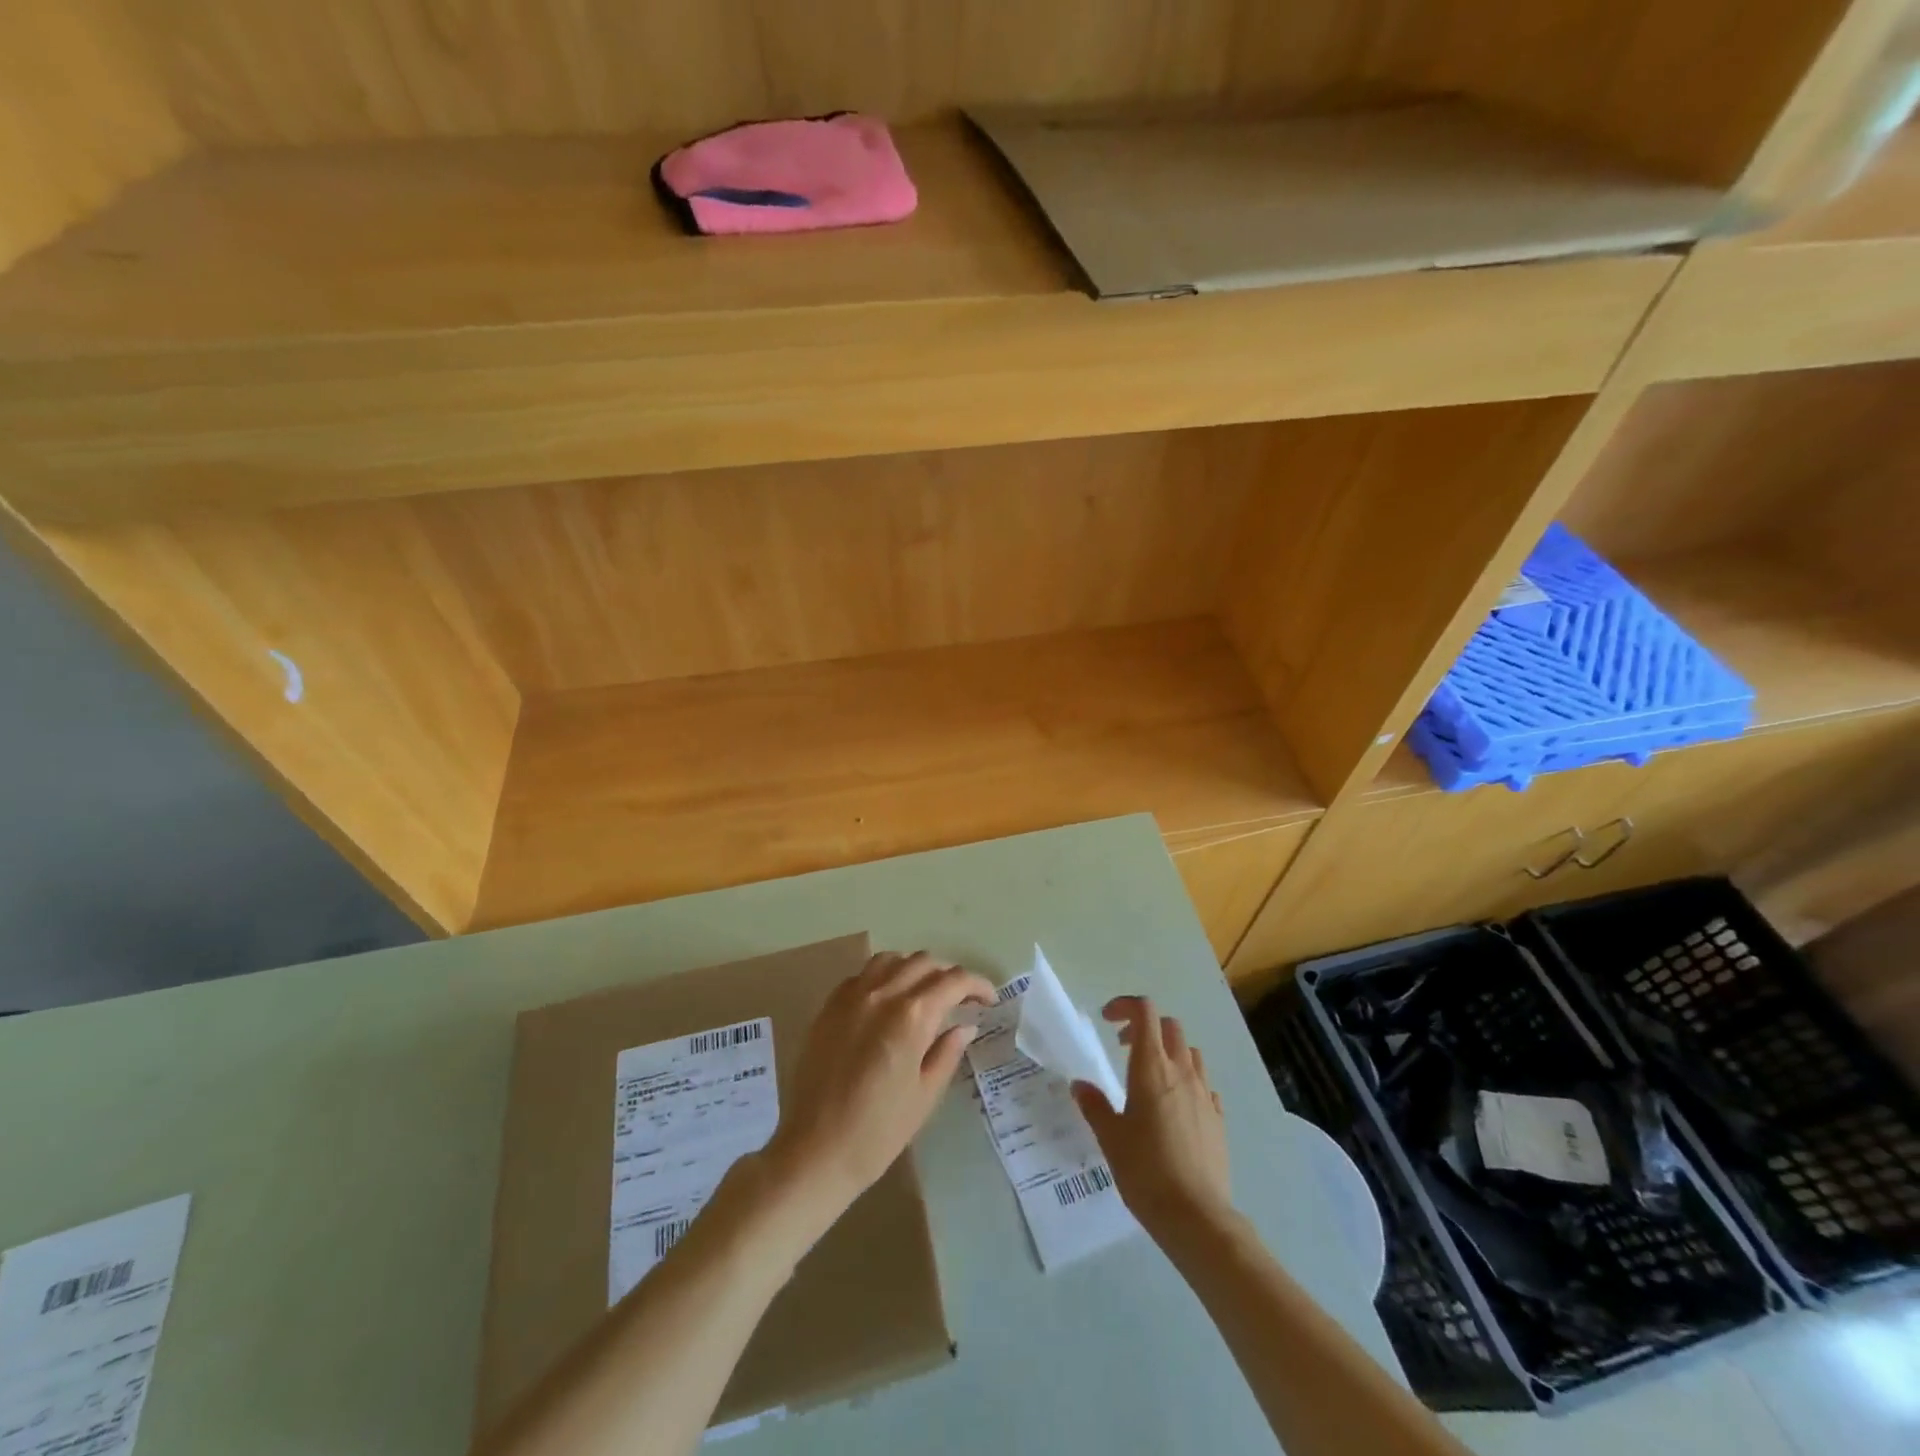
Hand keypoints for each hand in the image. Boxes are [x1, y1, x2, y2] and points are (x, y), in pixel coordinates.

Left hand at [764, 951, 993, 1212]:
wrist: (816, 1150)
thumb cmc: (879, 1131)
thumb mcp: (925, 1095)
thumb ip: (947, 1052)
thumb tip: (965, 1026)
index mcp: (912, 1016)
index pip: (953, 981)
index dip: (977, 985)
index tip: (989, 1000)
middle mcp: (882, 994)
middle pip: (923, 962)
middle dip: (948, 975)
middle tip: (960, 999)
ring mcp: (852, 996)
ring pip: (891, 960)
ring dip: (914, 968)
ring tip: (924, 992)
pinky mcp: (829, 1007)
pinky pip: (862, 975)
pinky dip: (883, 976)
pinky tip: (887, 1000)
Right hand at [1072, 996, 1231, 1241]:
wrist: (1196, 1216)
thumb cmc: (1145, 1171)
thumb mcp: (1110, 1137)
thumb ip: (1094, 1106)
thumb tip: (1080, 1085)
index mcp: (1151, 1068)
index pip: (1144, 1012)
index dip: (1125, 1006)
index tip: (1107, 1021)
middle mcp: (1181, 1071)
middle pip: (1169, 1026)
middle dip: (1146, 1027)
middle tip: (1123, 1047)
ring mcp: (1204, 1094)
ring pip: (1190, 1052)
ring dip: (1169, 1051)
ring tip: (1151, 1076)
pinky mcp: (1217, 1118)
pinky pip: (1204, 1084)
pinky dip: (1188, 1082)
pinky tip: (1175, 1107)